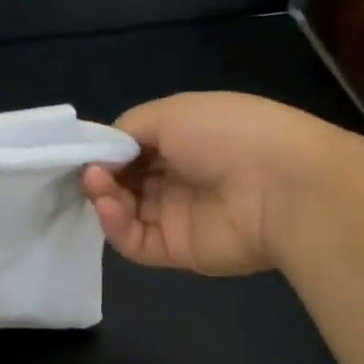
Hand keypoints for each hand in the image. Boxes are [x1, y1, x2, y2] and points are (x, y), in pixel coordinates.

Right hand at [80, 92, 351, 275]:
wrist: (279, 186)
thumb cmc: (225, 134)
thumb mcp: (172, 112)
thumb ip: (129, 129)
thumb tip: (103, 153)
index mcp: (185, 139)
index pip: (133, 148)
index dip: (106, 149)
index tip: (84, 151)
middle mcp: (180, 177)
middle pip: (124, 181)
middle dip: (100, 174)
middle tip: (88, 171)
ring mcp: (177, 216)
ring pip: (124, 211)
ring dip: (104, 197)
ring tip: (97, 185)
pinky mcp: (177, 250)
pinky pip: (134, 241)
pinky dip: (114, 225)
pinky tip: (108, 206)